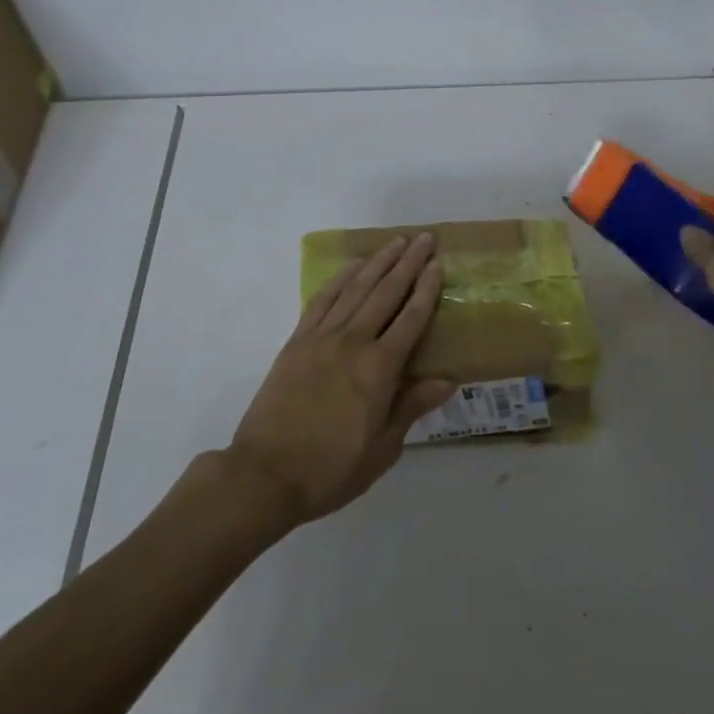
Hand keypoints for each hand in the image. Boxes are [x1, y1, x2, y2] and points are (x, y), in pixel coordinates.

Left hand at [224, 233, 454, 526]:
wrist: (265, 474)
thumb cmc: (331, 469)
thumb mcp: (382, 449)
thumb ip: (412, 407)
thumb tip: (448, 380)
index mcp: (379, 369)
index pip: (411, 318)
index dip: (427, 289)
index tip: (438, 264)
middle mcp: (353, 342)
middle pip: (386, 292)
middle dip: (408, 263)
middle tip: (424, 239)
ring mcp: (322, 337)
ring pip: (356, 288)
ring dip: (378, 262)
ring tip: (396, 242)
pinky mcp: (297, 340)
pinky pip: (323, 299)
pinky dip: (341, 278)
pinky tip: (353, 266)